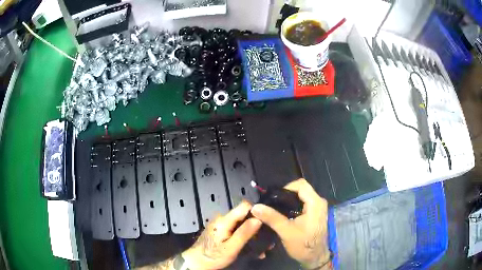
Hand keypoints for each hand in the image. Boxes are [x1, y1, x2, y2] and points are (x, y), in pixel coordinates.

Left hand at [182, 201, 261, 269]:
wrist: (196, 262)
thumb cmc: (213, 256)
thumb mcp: (231, 248)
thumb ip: (244, 233)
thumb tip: (258, 219)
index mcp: (224, 220)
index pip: (245, 206)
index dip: (257, 212)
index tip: (266, 223)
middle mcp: (222, 218)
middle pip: (244, 215)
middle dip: (255, 226)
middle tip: (265, 239)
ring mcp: (220, 224)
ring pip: (240, 223)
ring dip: (250, 233)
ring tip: (260, 246)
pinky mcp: (220, 230)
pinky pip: (235, 229)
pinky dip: (242, 235)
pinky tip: (249, 246)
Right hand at [251, 179, 330, 269]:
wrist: (315, 257)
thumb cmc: (303, 244)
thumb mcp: (286, 231)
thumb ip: (271, 217)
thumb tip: (255, 207)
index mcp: (315, 203)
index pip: (301, 185)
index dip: (286, 188)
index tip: (273, 198)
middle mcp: (319, 202)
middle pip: (301, 189)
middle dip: (286, 194)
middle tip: (273, 204)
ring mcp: (318, 208)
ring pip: (302, 196)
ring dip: (289, 200)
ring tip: (276, 208)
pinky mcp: (316, 213)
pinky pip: (304, 203)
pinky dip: (294, 205)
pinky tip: (284, 214)